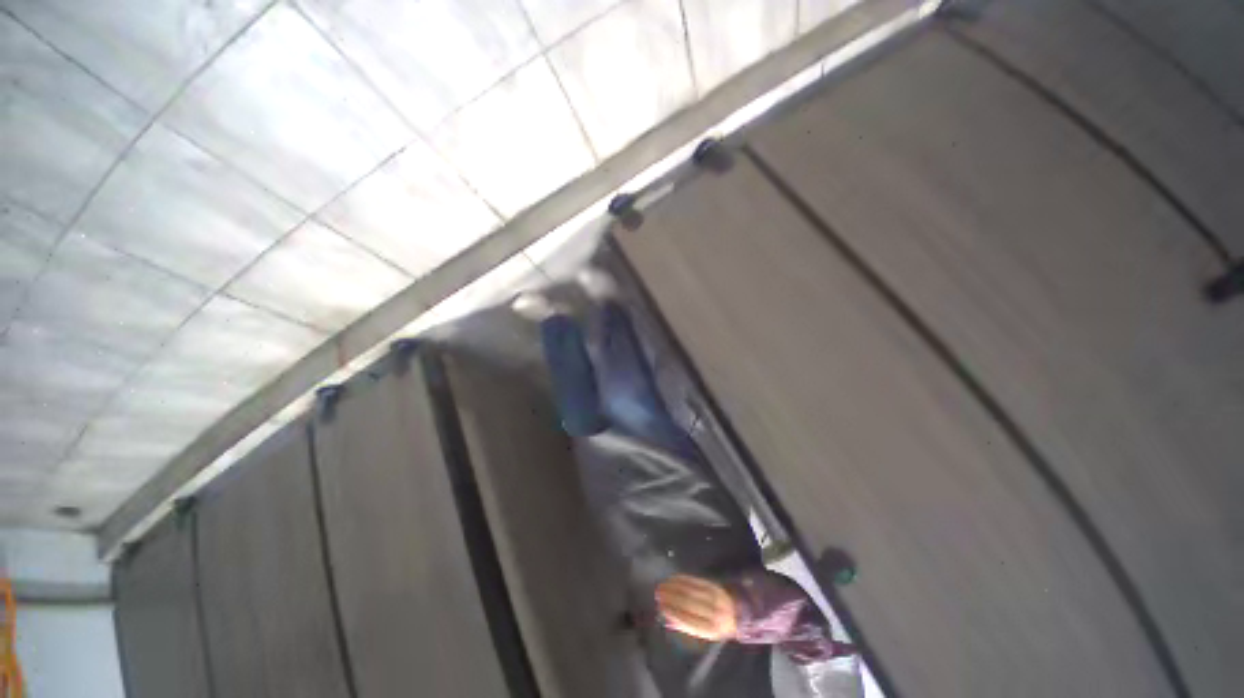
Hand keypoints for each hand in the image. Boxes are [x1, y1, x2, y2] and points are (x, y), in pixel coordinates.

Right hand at [655, 575, 737, 641]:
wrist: (739, 613)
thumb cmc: (718, 626)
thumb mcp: (706, 633)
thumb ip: (688, 626)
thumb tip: (667, 619)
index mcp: (711, 629)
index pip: (688, 620)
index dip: (673, 613)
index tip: (660, 607)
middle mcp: (713, 612)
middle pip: (688, 603)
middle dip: (670, 597)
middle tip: (657, 593)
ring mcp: (714, 597)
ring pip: (690, 590)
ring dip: (674, 587)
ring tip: (662, 585)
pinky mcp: (713, 585)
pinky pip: (695, 581)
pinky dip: (682, 579)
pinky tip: (673, 579)